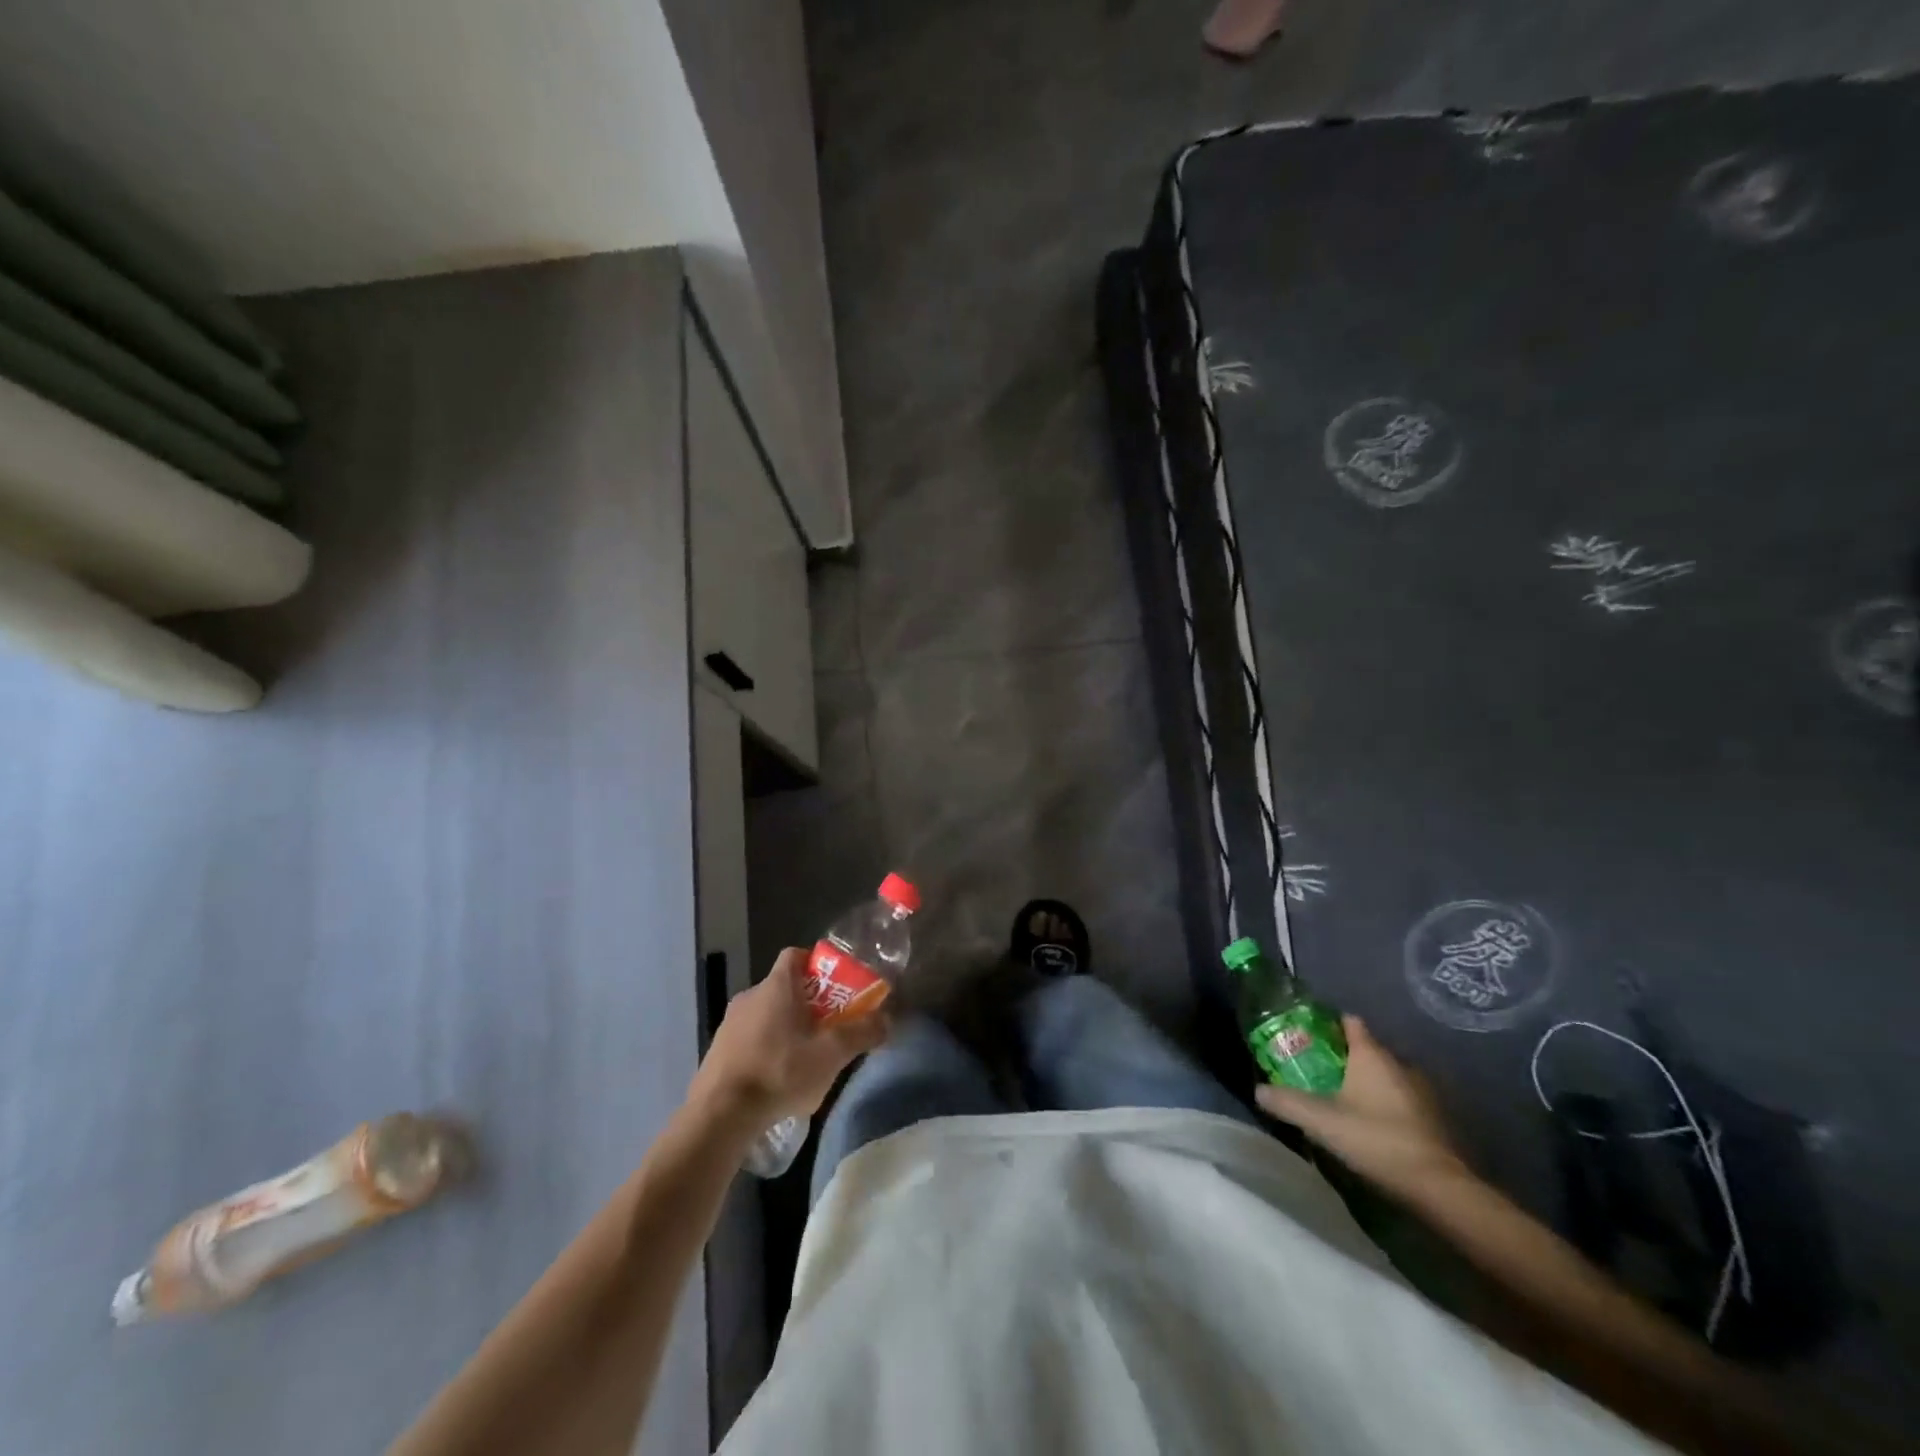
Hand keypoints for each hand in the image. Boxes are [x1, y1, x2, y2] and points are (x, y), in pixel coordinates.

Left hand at [689, 947, 887, 1128]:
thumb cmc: (779, 1072)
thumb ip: (862, 1033)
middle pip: (784, 987)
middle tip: (828, 1027)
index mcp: (777, 986)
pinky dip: (765, 1048)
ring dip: (785, 1027)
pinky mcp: (717, 1050)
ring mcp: (729, 1023)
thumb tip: (888, 1018)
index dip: (817, 965)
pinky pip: (749, 1038)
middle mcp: (750, 995)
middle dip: (808, 1003)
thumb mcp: (831, 1054)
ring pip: (766, 1013)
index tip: (835, 986)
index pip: (796, 955)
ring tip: (804, 1057)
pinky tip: (776, 1078)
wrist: (719, 1115)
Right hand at [1256, 1014, 1468, 1198]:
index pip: (1349, 1022)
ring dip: (1366, 1084)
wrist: (1440, 1188)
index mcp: (1371, 1055)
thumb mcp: (1321, 1121)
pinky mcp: (1434, 1119)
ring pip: (1385, 1076)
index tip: (1307, 1033)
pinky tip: (1370, 1125)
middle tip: (1316, 1071)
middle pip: (1366, 1050)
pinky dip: (1385, 1105)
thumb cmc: (1376, 1139)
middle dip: (1342, 1057)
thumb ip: (1287, 1102)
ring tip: (1341, 1100)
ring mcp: (1421, 1092)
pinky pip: (1401, 1100)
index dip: (1328, 1023)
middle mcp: (1399, 1064)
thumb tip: (1257, 1090)